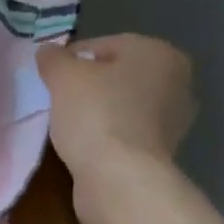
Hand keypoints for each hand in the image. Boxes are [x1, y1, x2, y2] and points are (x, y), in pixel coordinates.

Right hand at [37, 34, 196, 215]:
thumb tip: (47, 50)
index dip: (71, 60)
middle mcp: (176, 81)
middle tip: (56, 103)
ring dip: (98, 113)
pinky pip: (125, 134)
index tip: (48, 79)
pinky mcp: (161, 152)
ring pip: (122, 106)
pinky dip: (106, 137)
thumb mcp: (64, 78)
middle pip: (117, 76)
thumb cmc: (96, 116)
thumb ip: (54, 59)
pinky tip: (86, 147)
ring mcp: (172, 120)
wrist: (119, 178)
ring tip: (68, 127)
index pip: (104, 46)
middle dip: (88, 86)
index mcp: (159, 52)